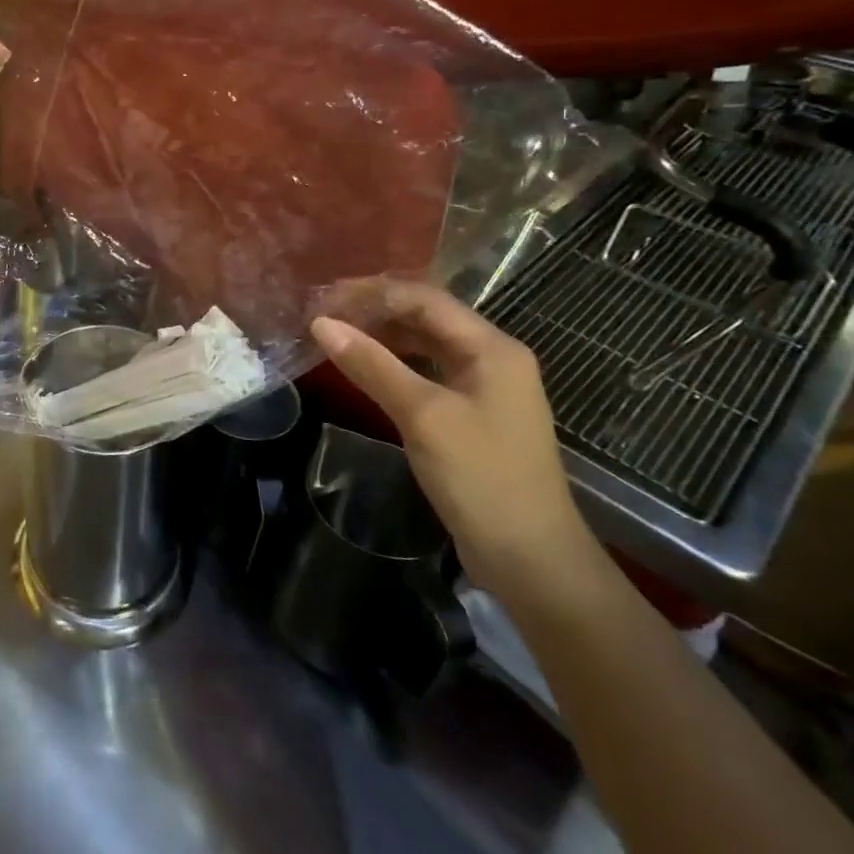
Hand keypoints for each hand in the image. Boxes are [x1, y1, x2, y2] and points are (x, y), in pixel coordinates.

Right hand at [310, 282, 593, 598]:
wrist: (532, 561)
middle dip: (376, 311)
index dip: (374, 293)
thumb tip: (321, 324)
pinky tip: (365, 368)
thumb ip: (372, 364)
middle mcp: (492, 358)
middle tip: (325, 315)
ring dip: (383, 336)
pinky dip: (395, 365)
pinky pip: (428, 373)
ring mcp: (484, 388)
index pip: (425, 299)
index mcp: (492, 348)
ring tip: (337, 335)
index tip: (326, 299)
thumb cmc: (481, 478)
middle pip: (427, 317)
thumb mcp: (422, 416)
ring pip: (426, 345)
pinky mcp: (473, 415)